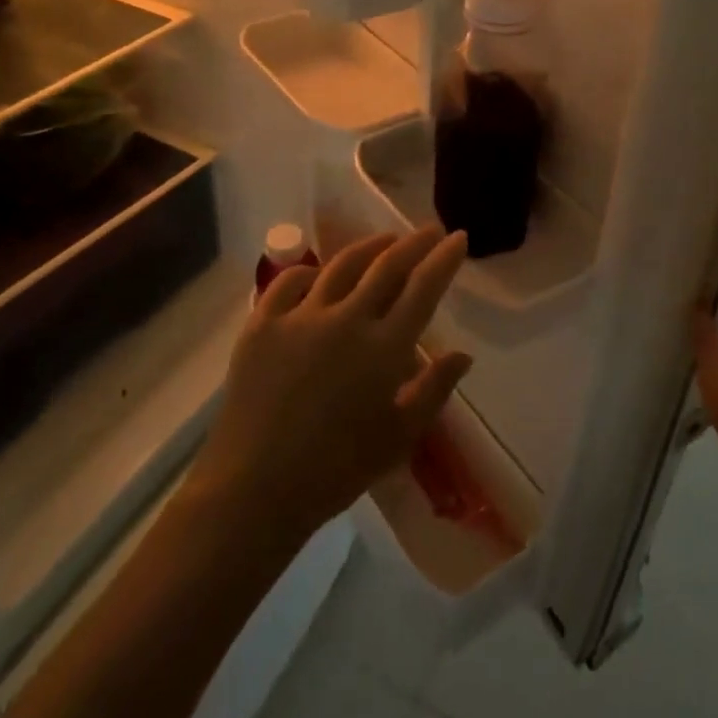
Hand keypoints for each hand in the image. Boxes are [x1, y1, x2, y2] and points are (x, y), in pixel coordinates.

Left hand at [188, 226, 471, 546]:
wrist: (255, 488)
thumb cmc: (336, 470)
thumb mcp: (398, 437)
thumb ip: (433, 389)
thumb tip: (463, 354)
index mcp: (384, 348)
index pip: (423, 289)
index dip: (444, 260)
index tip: (457, 237)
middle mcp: (346, 319)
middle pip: (386, 267)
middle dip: (414, 243)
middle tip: (429, 230)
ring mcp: (300, 317)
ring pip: (340, 266)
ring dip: (368, 248)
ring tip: (384, 240)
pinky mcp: (261, 325)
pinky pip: (288, 284)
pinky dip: (309, 273)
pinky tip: (317, 274)